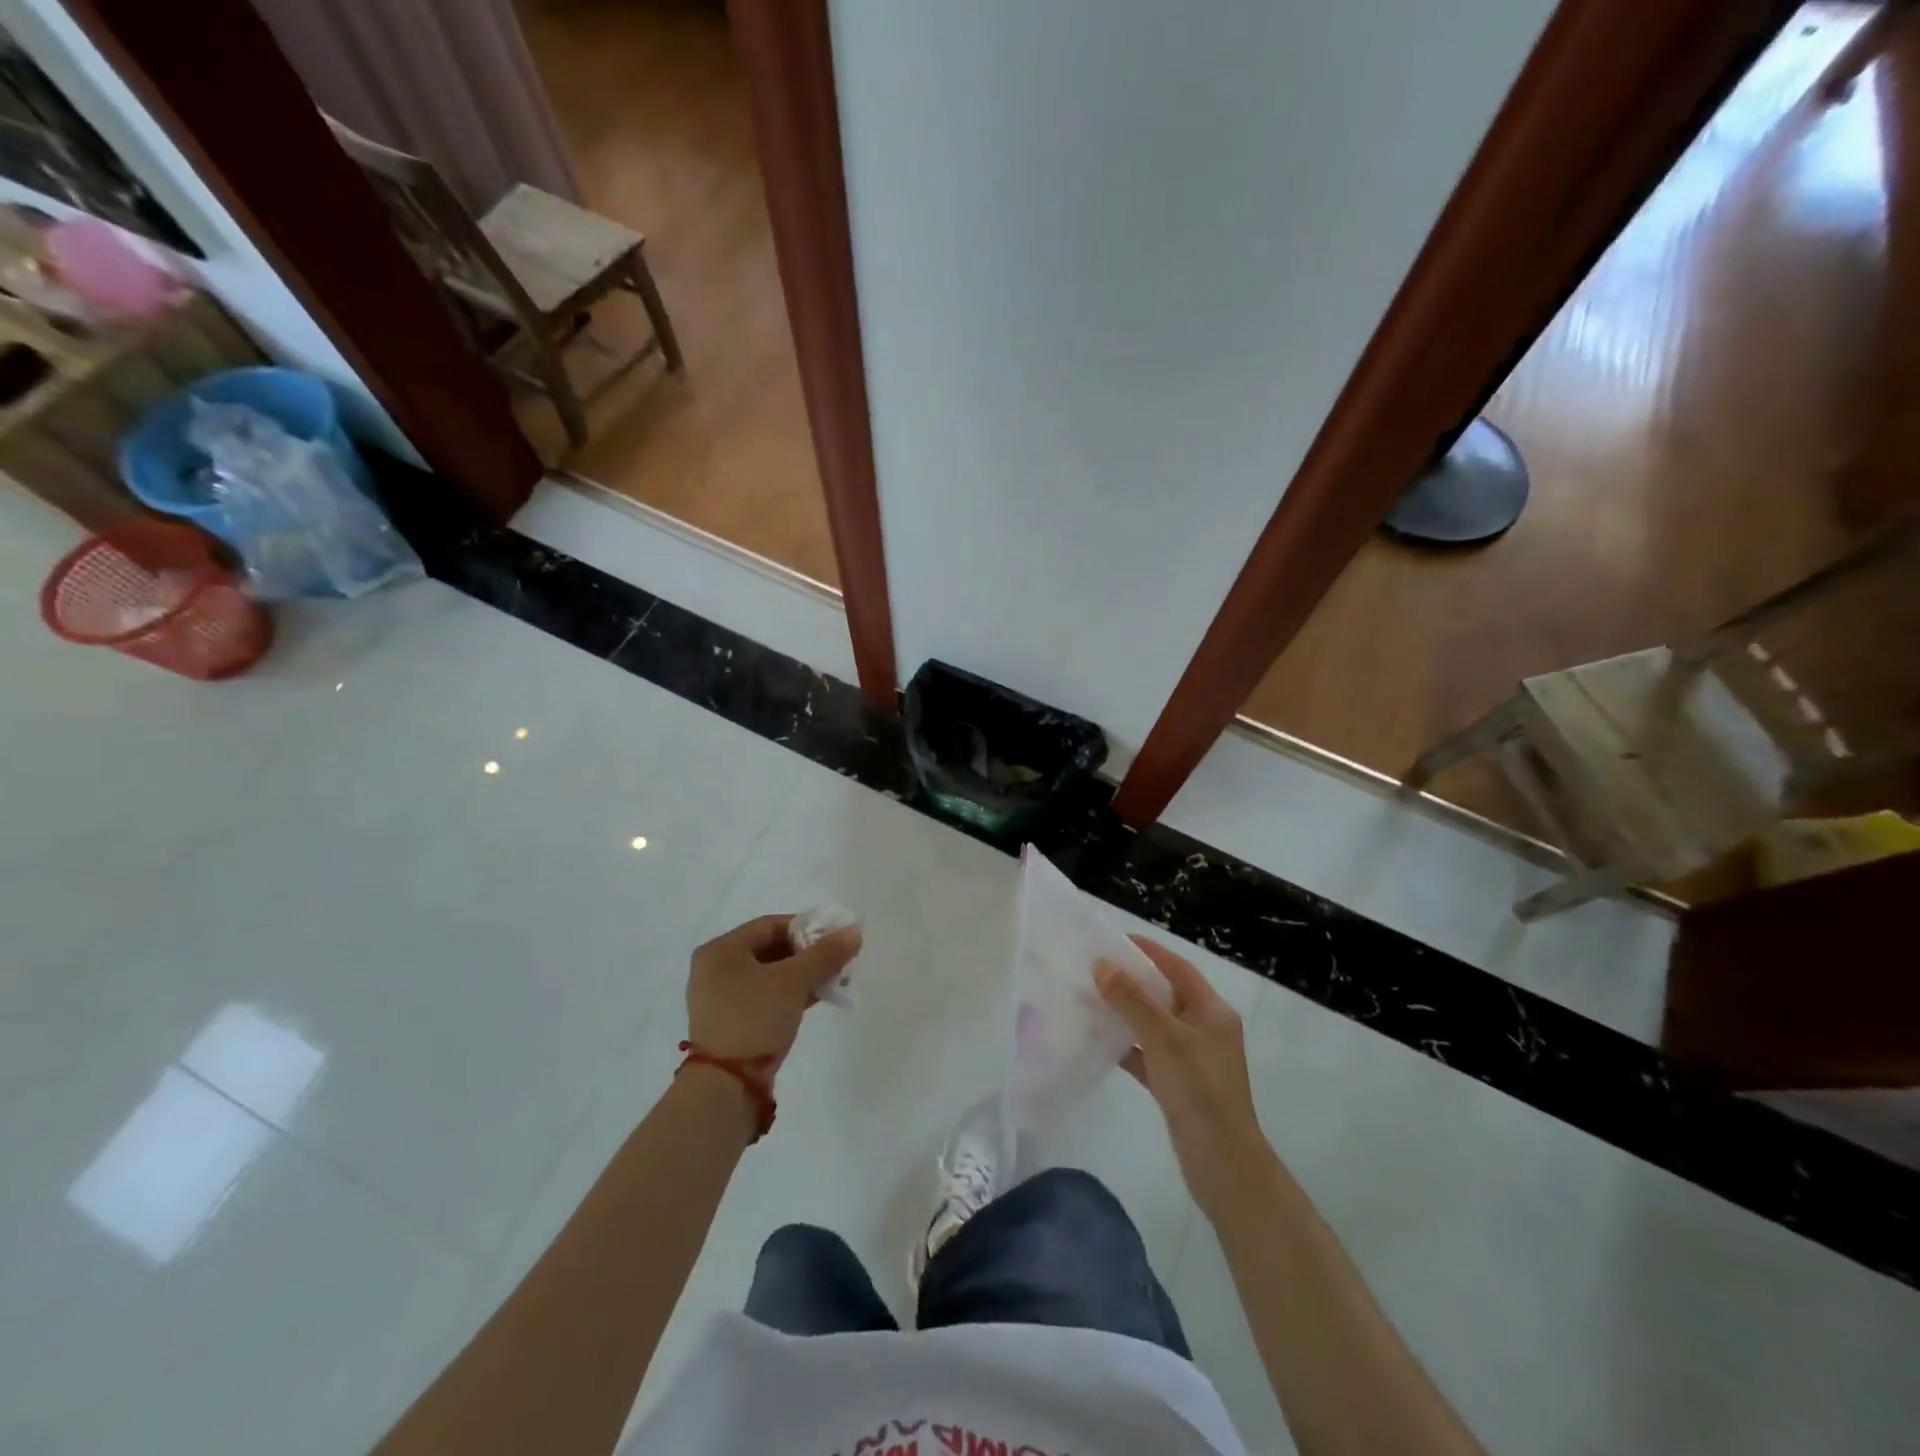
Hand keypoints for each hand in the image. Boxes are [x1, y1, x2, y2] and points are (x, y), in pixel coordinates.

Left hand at [685, 914, 861, 1072]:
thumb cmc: (755, 1018)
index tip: (834, 937)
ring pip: (769, 975)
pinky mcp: (730, 1023)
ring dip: (801, 975)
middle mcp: (715, 969)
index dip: (806, 927)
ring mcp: (720, 998)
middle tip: (836, 959)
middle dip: (807, 953)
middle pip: (770, 949)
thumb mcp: (794, 981)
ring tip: (832, 979)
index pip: (770, 925)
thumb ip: (825, 953)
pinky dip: (789, 994)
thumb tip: (855, 930)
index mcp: (721, 950)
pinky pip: (764, 996)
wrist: (727, 1086)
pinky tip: (816, 997)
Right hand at [1096, 936, 1271, 1217]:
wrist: (1222, 1162)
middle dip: (1132, 982)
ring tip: (1090, 1000)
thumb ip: (1132, 999)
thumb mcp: (1164, 1037)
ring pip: (1154, 1025)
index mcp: (1212, 1011)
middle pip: (1165, 995)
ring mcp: (1192, 1059)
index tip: (1115, 940)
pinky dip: (1126, 1046)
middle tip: (1095, 970)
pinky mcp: (1178, 1085)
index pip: (1179, 968)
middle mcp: (1205, 1029)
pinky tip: (1098, 1042)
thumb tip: (1102, 965)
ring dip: (1126, 1014)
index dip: (1150, 951)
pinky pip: (1148, 1055)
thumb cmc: (1199, 1089)